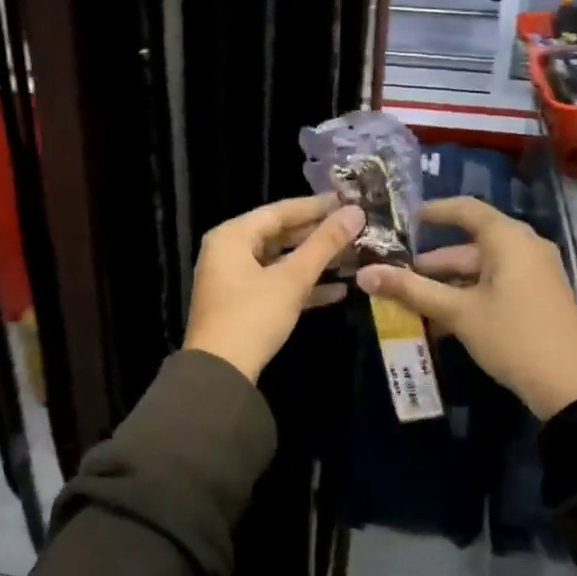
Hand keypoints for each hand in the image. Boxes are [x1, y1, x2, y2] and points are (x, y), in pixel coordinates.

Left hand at [184, 194, 364, 382]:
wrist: (220, 374)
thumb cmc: (253, 316)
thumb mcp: (292, 278)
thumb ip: (324, 244)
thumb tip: (356, 212)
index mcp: (232, 236)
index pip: (280, 211)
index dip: (317, 206)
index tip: (349, 201)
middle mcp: (228, 251)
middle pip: (280, 235)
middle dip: (318, 235)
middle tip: (355, 229)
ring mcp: (234, 280)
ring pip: (280, 261)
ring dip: (314, 262)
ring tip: (353, 256)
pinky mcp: (242, 305)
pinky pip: (276, 285)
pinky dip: (303, 286)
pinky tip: (339, 291)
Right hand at [355, 197, 576, 419]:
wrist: (574, 387)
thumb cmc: (513, 336)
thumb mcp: (458, 312)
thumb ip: (411, 290)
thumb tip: (364, 274)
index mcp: (508, 239)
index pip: (466, 209)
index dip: (434, 211)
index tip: (404, 219)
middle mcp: (524, 248)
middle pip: (470, 245)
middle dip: (432, 262)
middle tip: (396, 275)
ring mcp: (534, 274)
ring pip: (481, 270)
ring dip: (447, 285)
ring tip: (411, 303)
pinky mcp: (537, 299)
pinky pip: (495, 286)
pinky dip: (467, 297)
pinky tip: (441, 322)